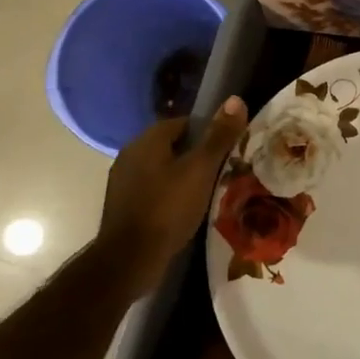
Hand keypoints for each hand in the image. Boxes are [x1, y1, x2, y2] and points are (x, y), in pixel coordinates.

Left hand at [96, 98, 247, 291]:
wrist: (129, 259)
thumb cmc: (168, 208)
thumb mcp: (201, 170)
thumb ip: (219, 136)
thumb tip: (236, 99)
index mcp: (147, 140)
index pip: (183, 122)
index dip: (207, 132)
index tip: (227, 148)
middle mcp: (130, 154)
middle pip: (172, 145)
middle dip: (196, 154)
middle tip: (222, 170)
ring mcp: (123, 181)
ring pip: (161, 168)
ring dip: (182, 175)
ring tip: (207, 190)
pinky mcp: (123, 205)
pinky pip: (152, 188)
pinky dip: (169, 193)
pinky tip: (185, 209)